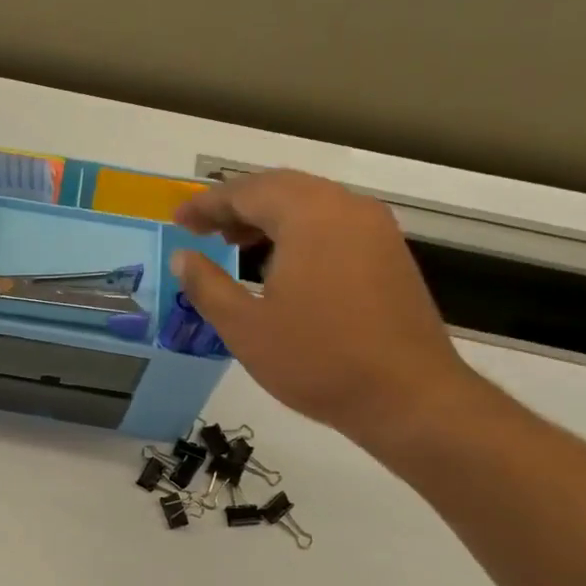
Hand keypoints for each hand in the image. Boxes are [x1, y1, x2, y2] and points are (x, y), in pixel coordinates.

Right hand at [170, 170, 486, 456]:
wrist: (408, 397)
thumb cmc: (317, 360)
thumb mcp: (245, 327)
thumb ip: (207, 285)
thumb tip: (182, 257)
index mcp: (309, 216)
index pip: (247, 192)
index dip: (206, 204)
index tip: (177, 220)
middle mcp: (346, 208)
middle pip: (281, 188)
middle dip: (236, 204)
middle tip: (202, 228)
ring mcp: (375, 229)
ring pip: (310, 203)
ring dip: (267, 215)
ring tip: (234, 243)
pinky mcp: (389, 253)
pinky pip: (333, 222)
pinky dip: (297, 229)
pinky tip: (279, 262)